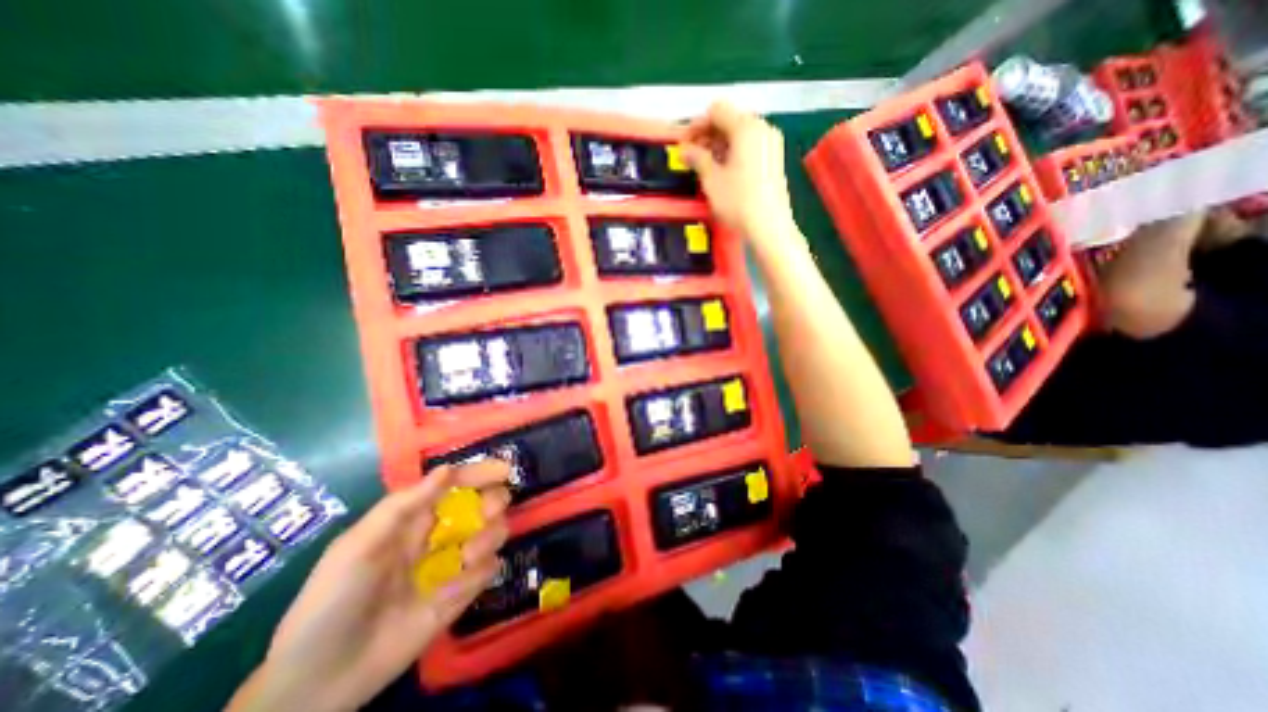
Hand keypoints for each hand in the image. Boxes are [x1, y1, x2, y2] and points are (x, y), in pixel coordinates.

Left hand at [229, 461, 508, 710]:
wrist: (320, 680)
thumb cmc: (332, 600)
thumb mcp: (359, 546)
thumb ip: (404, 505)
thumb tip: (448, 469)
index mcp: (414, 517)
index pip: (455, 484)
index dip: (479, 472)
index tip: (503, 470)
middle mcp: (439, 534)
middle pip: (484, 503)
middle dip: (494, 501)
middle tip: (490, 512)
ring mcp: (453, 563)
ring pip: (494, 532)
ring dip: (490, 536)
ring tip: (468, 556)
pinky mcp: (461, 593)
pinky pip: (488, 571)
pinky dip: (479, 574)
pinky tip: (452, 592)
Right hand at [678, 99, 795, 252]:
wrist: (768, 227)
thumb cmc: (738, 201)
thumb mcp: (712, 179)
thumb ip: (697, 158)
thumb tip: (684, 149)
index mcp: (746, 127)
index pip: (716, 111)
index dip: (696, 125)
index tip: (683, 145)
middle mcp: (761, 128)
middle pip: (729, 120)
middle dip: (708, 135)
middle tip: (692, 157)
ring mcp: (771, 143)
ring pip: (739, 134)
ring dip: (719, 145)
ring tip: (705, 166)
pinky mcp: (774, 158)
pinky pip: (749, 146)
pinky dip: (733, 152)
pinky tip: (723, 171)